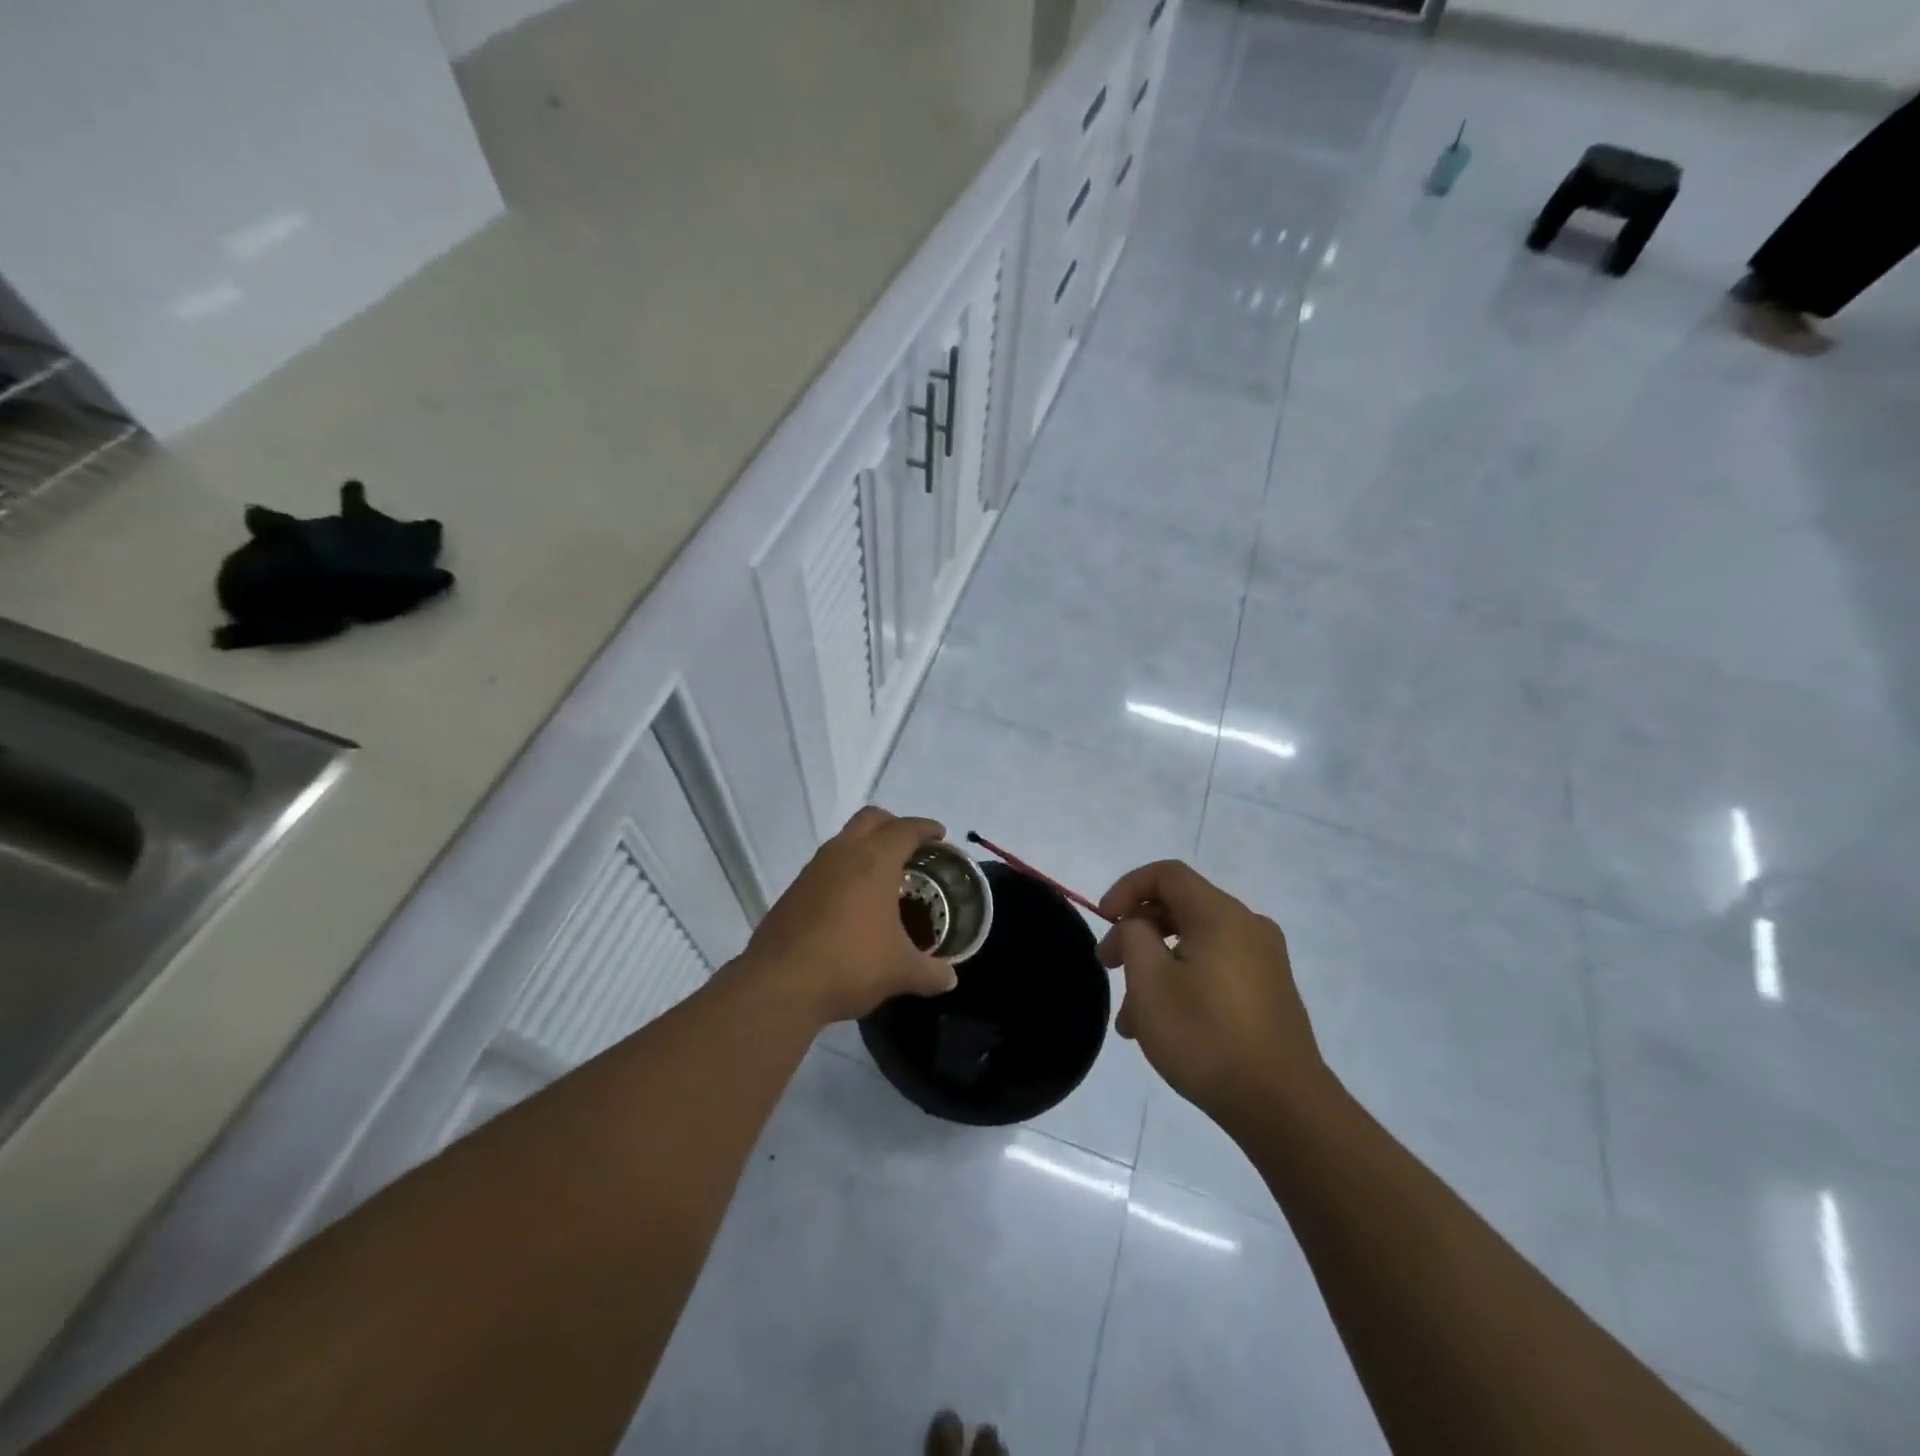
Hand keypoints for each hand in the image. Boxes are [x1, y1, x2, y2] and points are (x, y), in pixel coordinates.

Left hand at [745, 807, 958, 1025]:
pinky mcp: (793, 890)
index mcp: (874, 861)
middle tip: (912, 848)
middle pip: (871, 819)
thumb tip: (950, 979)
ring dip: (866, 847)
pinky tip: (853, 903)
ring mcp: (813, 870)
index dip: (926, 829)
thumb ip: (930, 972)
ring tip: (883, 877)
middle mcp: (843, 854)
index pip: (905, 829)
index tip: (940, 837)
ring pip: (845, 840)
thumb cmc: (850, 965)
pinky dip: (845, 871)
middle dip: (894, 825)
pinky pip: (827, 866)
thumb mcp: (900, 972)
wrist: (779, 985)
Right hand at [1097, 860, 1330, 1124]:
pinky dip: (1182, 982)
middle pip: (1180, 908)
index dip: (1127, 888)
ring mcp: (1264, 962)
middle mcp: (1248, 927)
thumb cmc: (1206, 1035)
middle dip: (1136, 932)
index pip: (1167, 874)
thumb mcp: (1150, 982)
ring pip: (1194, 944)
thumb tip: (1139, 925)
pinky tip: (1162, 1027)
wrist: (1282, 1106)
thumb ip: (1134, 936)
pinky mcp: (1270, 993)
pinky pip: (1215, 969)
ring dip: (1155, 967)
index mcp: (1221, 915)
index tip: (1102, 920)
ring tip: (1129, 1019)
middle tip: (1107, 966)